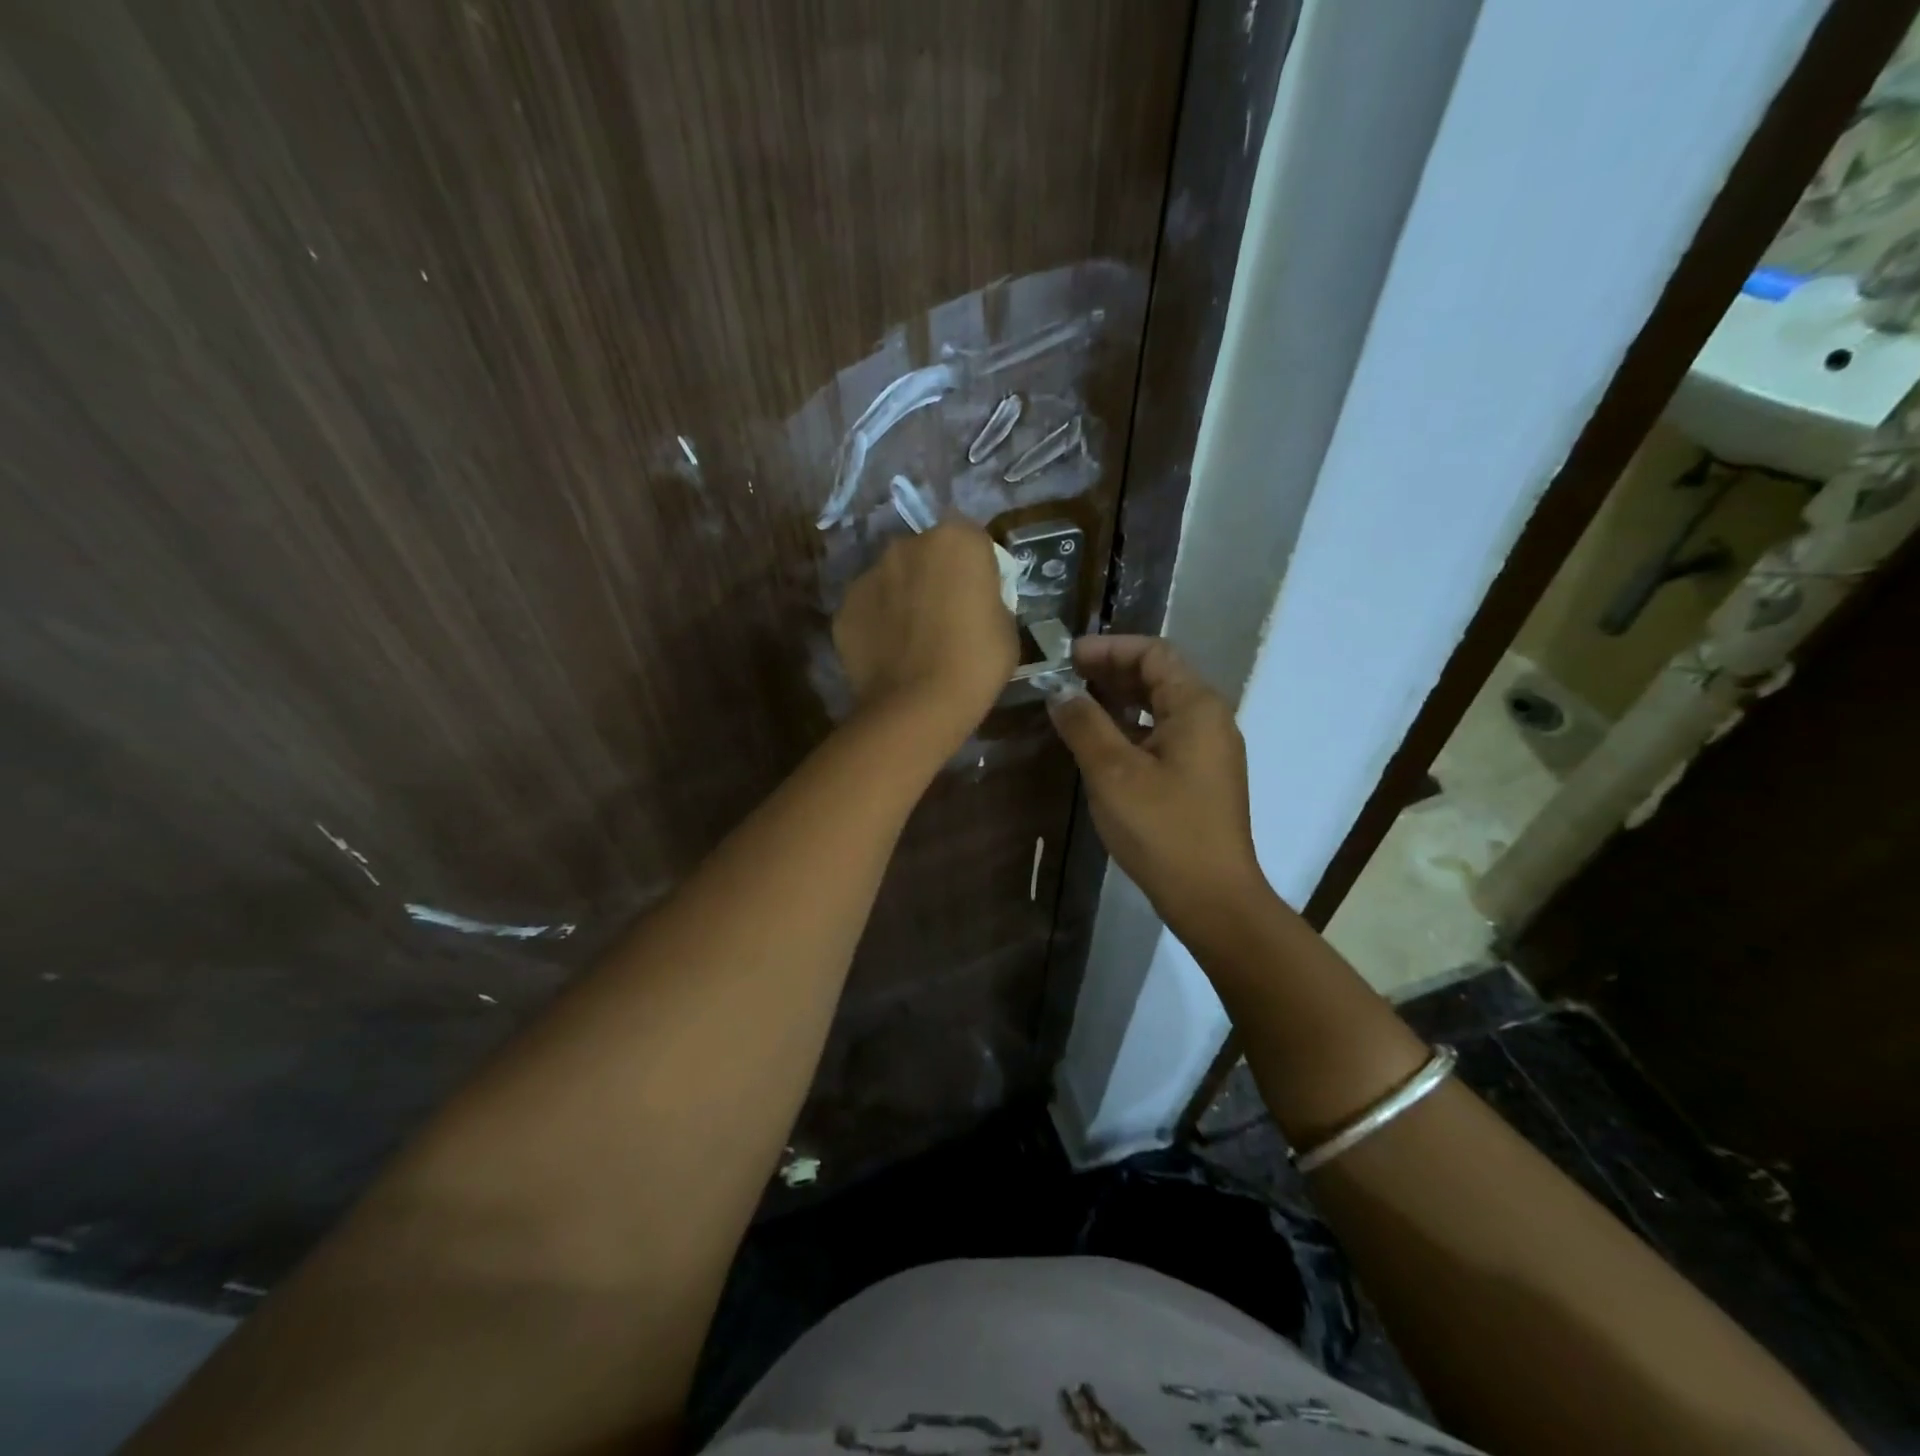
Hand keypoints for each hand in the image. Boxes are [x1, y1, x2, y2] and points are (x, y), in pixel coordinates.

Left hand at [833, 521, 1018, 746]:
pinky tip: (889, 655)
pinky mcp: (844, 607)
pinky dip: (877, 624)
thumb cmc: (976, 663)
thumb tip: (972, 602)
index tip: (978, 598)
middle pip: (927, 554)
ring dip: (902, 597)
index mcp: (956, 540)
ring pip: (893, 579)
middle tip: (945, 617)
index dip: (976, 569)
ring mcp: (869, 574)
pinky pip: (869, 609)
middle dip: (935, 576)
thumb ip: (989, 599)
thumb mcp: (1006, 626)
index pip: (972, 540)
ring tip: (912, 640)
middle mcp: (907, 544)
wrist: (918, 706)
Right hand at [1048, 636, 1267, 932]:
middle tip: (1064, 679)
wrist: (1212, 897)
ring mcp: (1208, 751)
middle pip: (1159, 677)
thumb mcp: (1113, 773)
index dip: (1109, 648)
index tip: (1067, 657)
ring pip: (1160, 708)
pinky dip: (1131, 729)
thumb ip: (1085, 724)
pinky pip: (1164, 736)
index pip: (1154, 654)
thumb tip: (1059, 692)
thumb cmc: (1163, 828)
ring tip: (1075, 706)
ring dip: (1119, 701)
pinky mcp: (1201, 778)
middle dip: (1111, 672)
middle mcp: (1210, 720)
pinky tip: (1101, 745)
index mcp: (1197, 707)